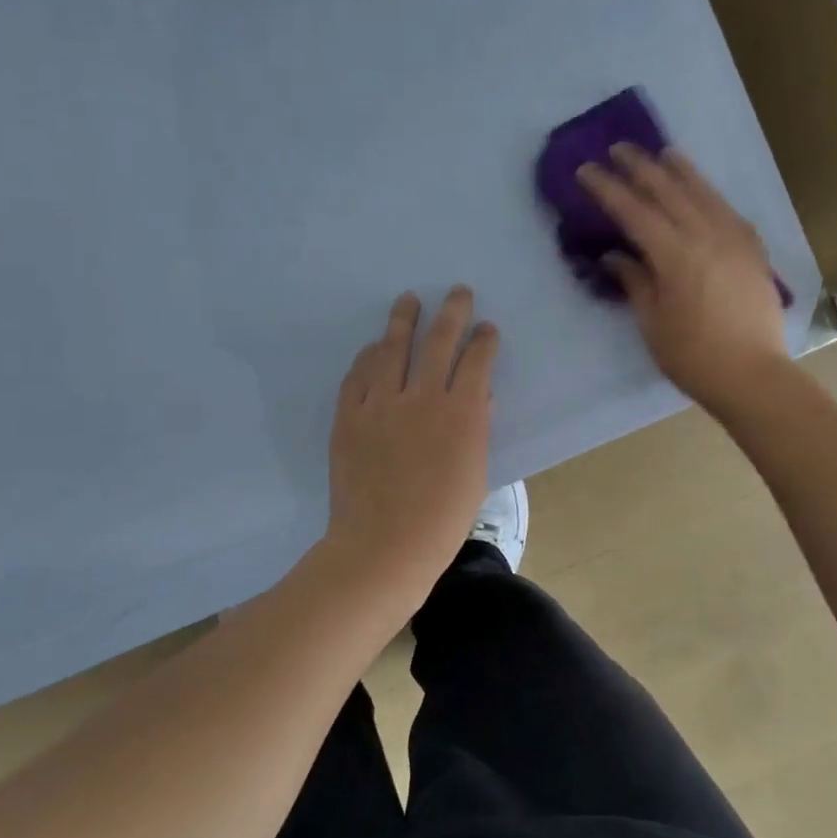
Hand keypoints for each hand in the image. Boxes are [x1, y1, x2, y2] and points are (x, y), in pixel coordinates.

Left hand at [325, 286, 499, 589]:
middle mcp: (422, 397)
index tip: (487, 328)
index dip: (484, 340)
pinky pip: (358, 376)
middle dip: (452, 312)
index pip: (477, 361)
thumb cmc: (442, 519)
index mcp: (461, 413)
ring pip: (392, 348)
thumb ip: (477, 428)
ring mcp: (381, 404)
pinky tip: (373, 347)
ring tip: (408, 300)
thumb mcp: (475, 472)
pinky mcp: (349, 417)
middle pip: (438, 341)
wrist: (383, 546)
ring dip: (403, 320)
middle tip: (457, 292)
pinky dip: (368, 357)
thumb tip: (480, 398)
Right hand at [578, 144, 790, 415]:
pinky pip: (728, 210)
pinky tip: (702, 191)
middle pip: (669, 191)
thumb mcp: (653, 323)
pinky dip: (709, 194)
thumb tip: (615, 255)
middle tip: (619, 149)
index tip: (587, 170)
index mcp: (676, 254)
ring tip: (663, 154)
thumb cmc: (694, 357)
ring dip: (680, 171)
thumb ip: (635, 281)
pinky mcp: (753, 251)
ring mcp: (735, 240)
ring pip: (704, 193)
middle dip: (641, 168)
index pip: (634, 211)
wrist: (754, 376)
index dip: (608, 189)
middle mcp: (707, 235)